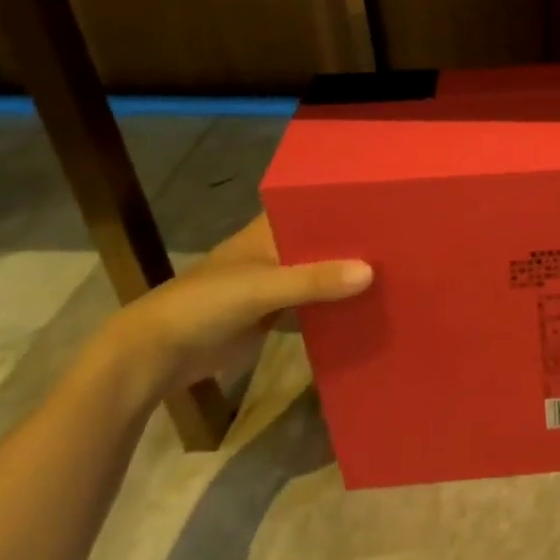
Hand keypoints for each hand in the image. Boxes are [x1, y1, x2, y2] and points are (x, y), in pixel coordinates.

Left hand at [93, 214, 371, 409]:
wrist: (154, 357)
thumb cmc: (204, 304)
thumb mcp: (261, 287)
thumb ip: (313, 280)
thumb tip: (371, 272)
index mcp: (269, 230)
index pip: (314, 206)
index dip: (346, 203)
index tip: (389, 201)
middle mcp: (275, 250)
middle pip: (322, 242)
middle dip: (355, 243)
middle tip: (405, 240)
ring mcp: (275, 284)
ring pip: (320, 274)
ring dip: (346, 276)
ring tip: (398, 270)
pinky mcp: (273, 316)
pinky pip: (312, 306)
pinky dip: (333, 306)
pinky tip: (367, 307)